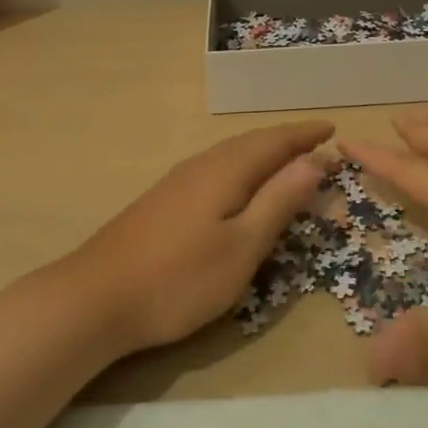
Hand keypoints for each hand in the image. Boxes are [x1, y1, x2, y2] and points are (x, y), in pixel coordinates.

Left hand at [62, 121, 333, 354]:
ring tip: (287, 164)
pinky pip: (216, 170)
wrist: (95, 298)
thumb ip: (278, 201)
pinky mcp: (163, 201)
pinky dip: (242, 170)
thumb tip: (314, 161)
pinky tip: (239, 190)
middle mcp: (202, 165)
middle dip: (287, 143)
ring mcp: (178, 182)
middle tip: (317, 147)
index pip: (275, 141)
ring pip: (231, 155)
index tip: (332, 129)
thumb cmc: (179, 278)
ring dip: (264, 155)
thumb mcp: (242, 246)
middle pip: (252, 143)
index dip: (305, 135)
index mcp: (226, 170)